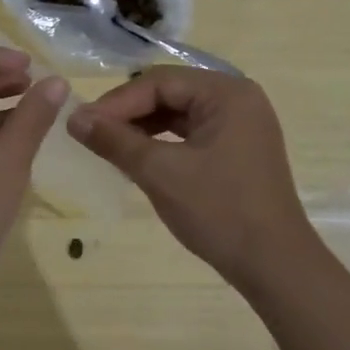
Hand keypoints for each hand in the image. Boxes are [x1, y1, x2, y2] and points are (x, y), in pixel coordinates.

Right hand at [68, 67, 315, 290]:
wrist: (275, 267)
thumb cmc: (220, 211)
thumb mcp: (160, 173)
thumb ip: (115, 140)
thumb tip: (73, 118)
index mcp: (226, 93)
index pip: (159, 82)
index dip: (117, 102)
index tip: (82, 124)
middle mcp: (237, 99)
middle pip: (169, 92)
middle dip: (128, 113)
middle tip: (92, 134)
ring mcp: (240, 125)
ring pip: (178, 113)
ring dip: (142, 127)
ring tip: (109, 146)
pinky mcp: (237, 149)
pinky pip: (190, 133)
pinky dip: (162, 142)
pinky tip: (137, 157)